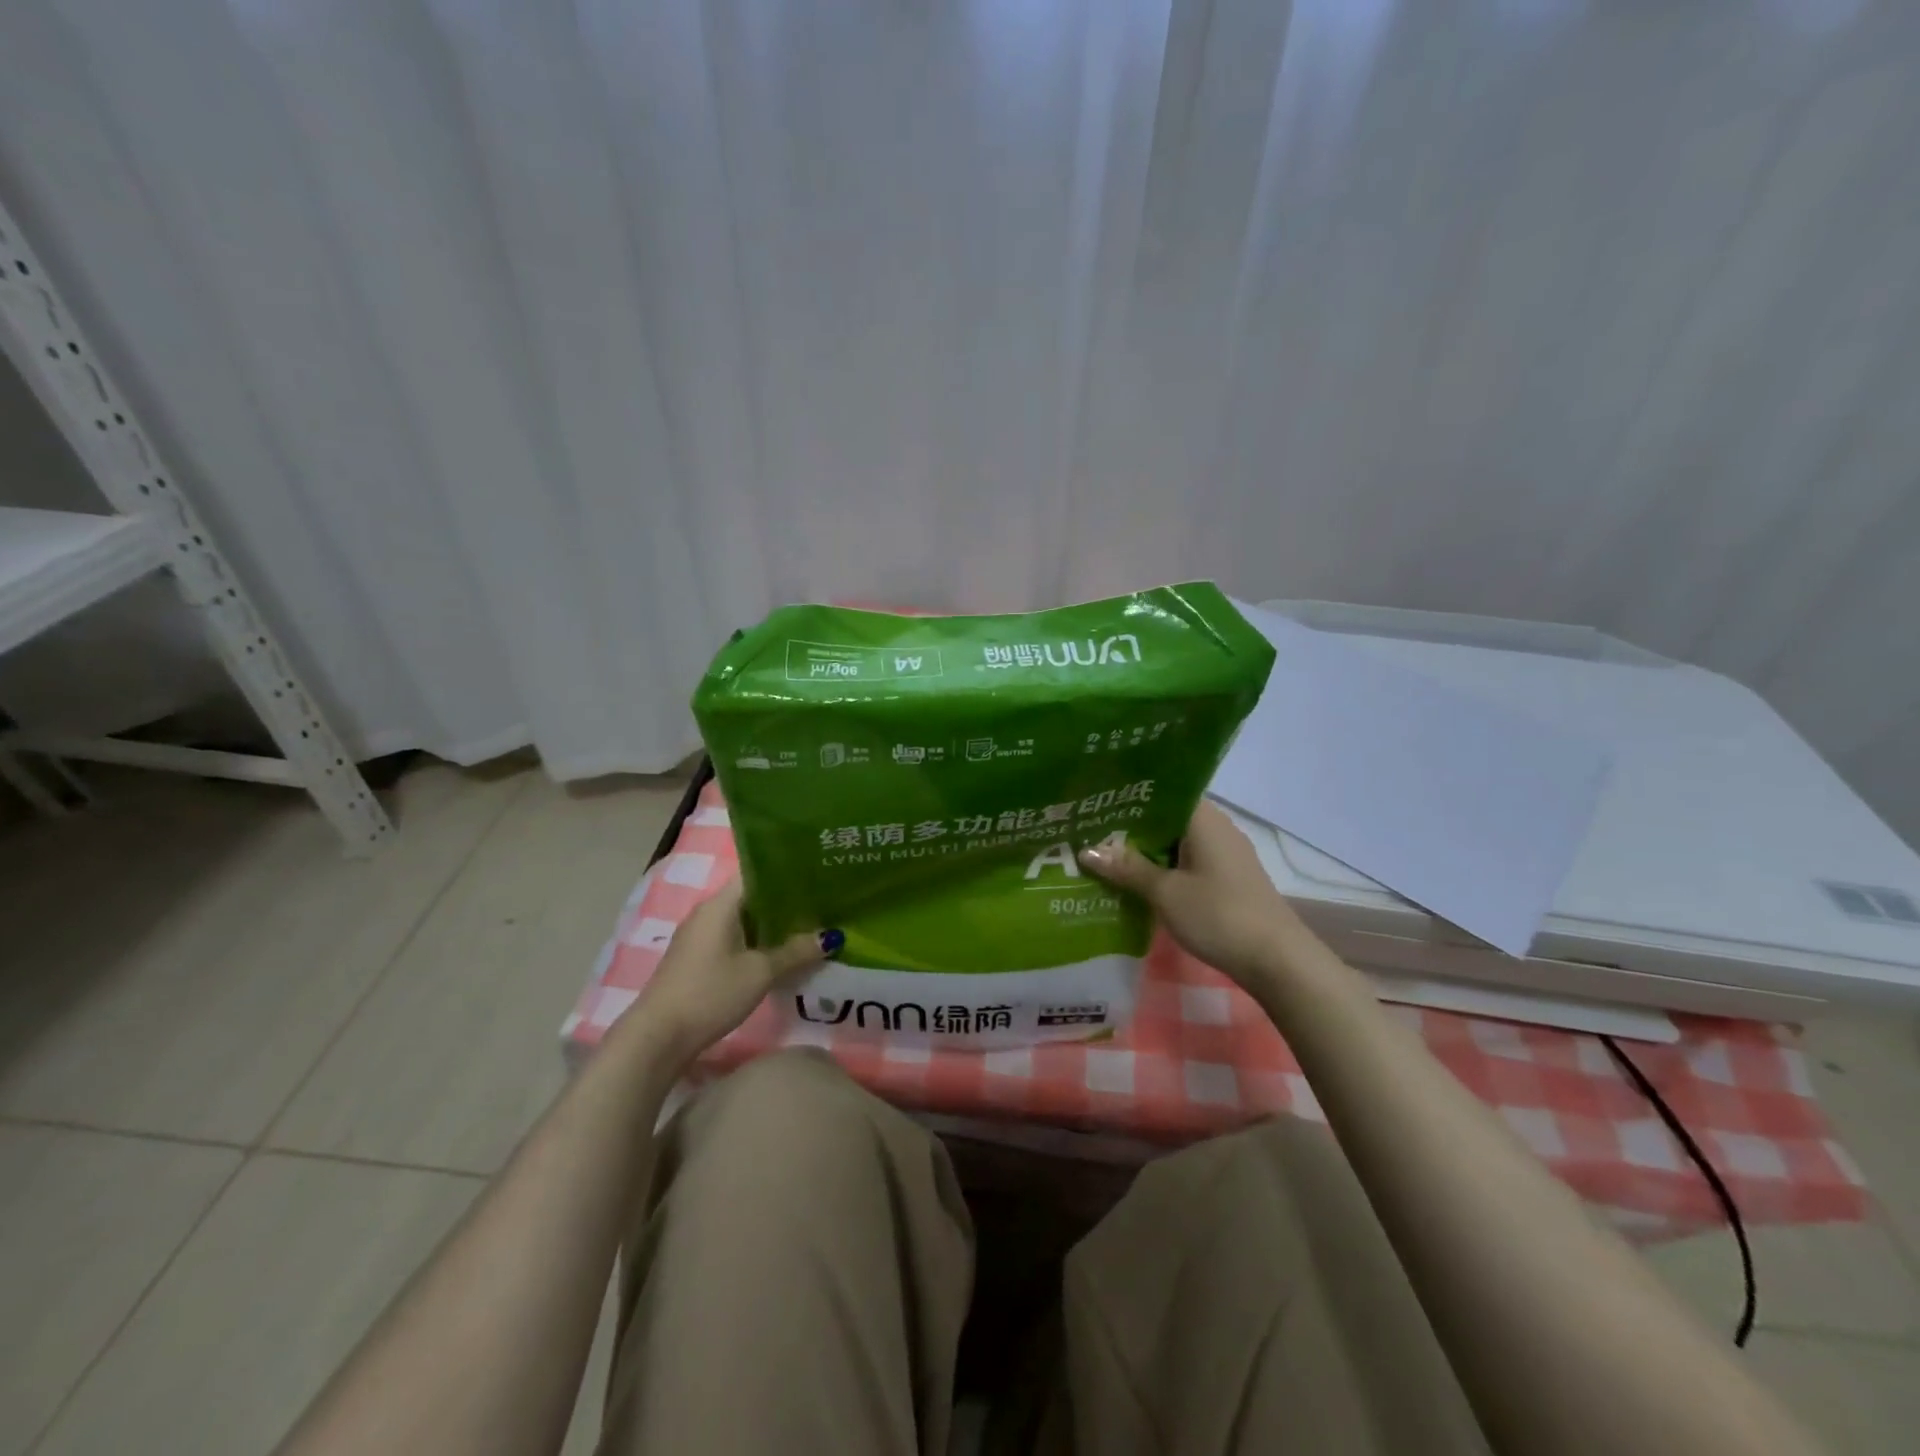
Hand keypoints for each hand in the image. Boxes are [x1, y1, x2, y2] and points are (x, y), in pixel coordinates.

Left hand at [627, 878, 833, 1062]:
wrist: (658, 1037)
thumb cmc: (710, 993)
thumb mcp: (760, 972)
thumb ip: (795, 952)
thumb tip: (831, 936)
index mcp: (721, 904)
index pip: (758, 873)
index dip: (788, 872)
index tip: (817, 875)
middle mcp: (708, 912)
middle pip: (753, 896)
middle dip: (786, 901)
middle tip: (823, 903)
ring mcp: (700, 936)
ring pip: (744, 919)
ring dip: (773, 924)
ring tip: (810, 926)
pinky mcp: (698, 958)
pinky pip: (735, 937)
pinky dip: (758, 940)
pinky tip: (781, 953)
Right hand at [1079, 801, 1316, 988]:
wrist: (1277, 960)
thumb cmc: (1218, 915)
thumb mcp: (1165, 892)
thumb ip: (1127, 868)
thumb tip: (1086, 850)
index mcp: (1203, 818)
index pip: (1161, 791)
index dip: (1127, 796)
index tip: (1095, 801)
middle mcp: (1216, 827)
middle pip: (1166, 817)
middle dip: (1130, 826)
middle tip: (1088, 830)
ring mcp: (1225, 854)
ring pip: (1175, 842)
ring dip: (1145, 850)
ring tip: (1104, 854)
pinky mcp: (1228, 878)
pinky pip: (1187, 861)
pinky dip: (1163, 867)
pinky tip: (1137, 880)